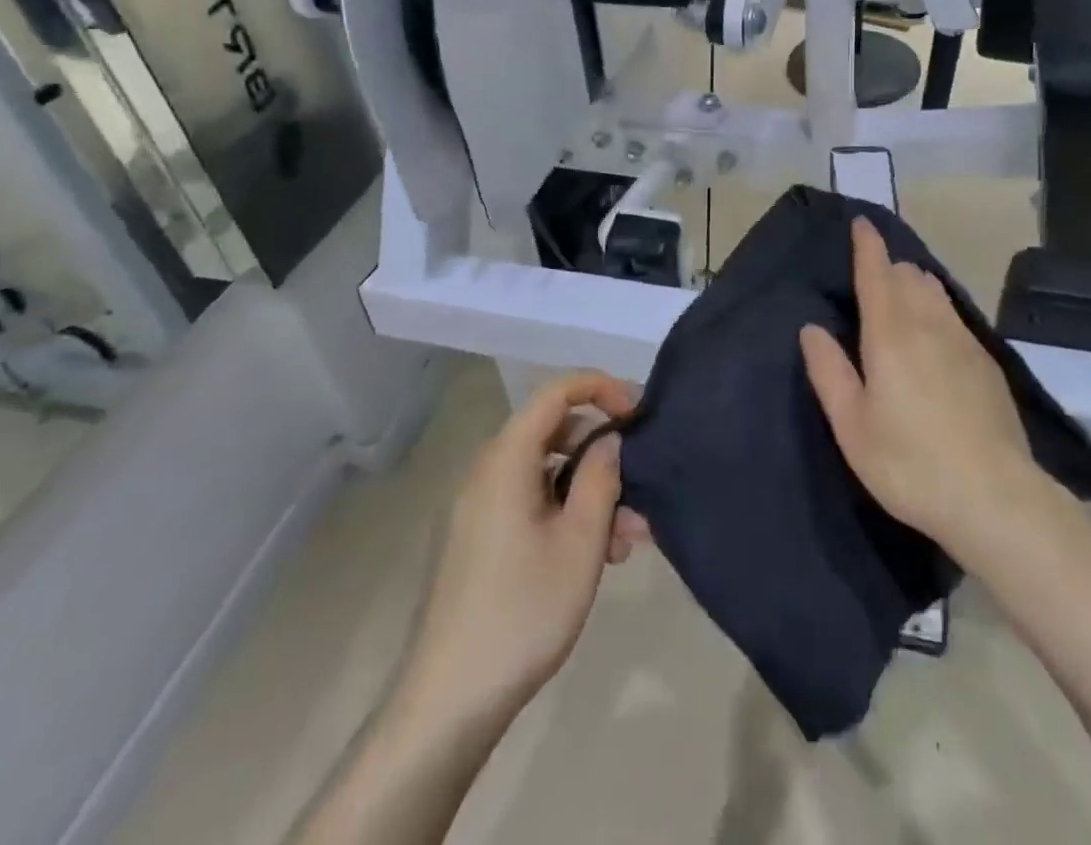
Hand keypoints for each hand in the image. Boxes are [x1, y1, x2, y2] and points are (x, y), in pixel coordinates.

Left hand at [397, 372, 647, 724]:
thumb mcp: (580, 541)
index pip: (556, 392)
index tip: (639, 413)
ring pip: (546, 474)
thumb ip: (601, 477)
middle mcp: (487, 472)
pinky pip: (530, 503)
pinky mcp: (479, 539)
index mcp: (505, 459)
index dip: (601, 388)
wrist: (448, 703)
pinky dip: (566, 515)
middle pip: (554, 433)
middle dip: (603, 454)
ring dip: (591, 494)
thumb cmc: (523, 611)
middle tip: (641, 487)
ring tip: (629, 540)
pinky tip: (598, 556)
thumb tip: (609, 439)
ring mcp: (479, 507)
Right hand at [801, 218, 1038, 561]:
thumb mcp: (852, 426)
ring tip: (900, 296)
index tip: (862, 222)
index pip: (877, 272)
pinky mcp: (986, 362)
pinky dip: (936, 308)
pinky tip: (933, 334)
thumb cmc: (909, 463)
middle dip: (888, 265)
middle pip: (908, 275)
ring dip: (914, 283)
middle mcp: (928, 324)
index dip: (867, 244)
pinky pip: (954, 315)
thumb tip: (812, 328)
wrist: (994, 497)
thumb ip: (829, 371)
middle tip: (871, 275)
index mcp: (890, 334)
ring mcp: (964, 340)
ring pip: (935, 291)